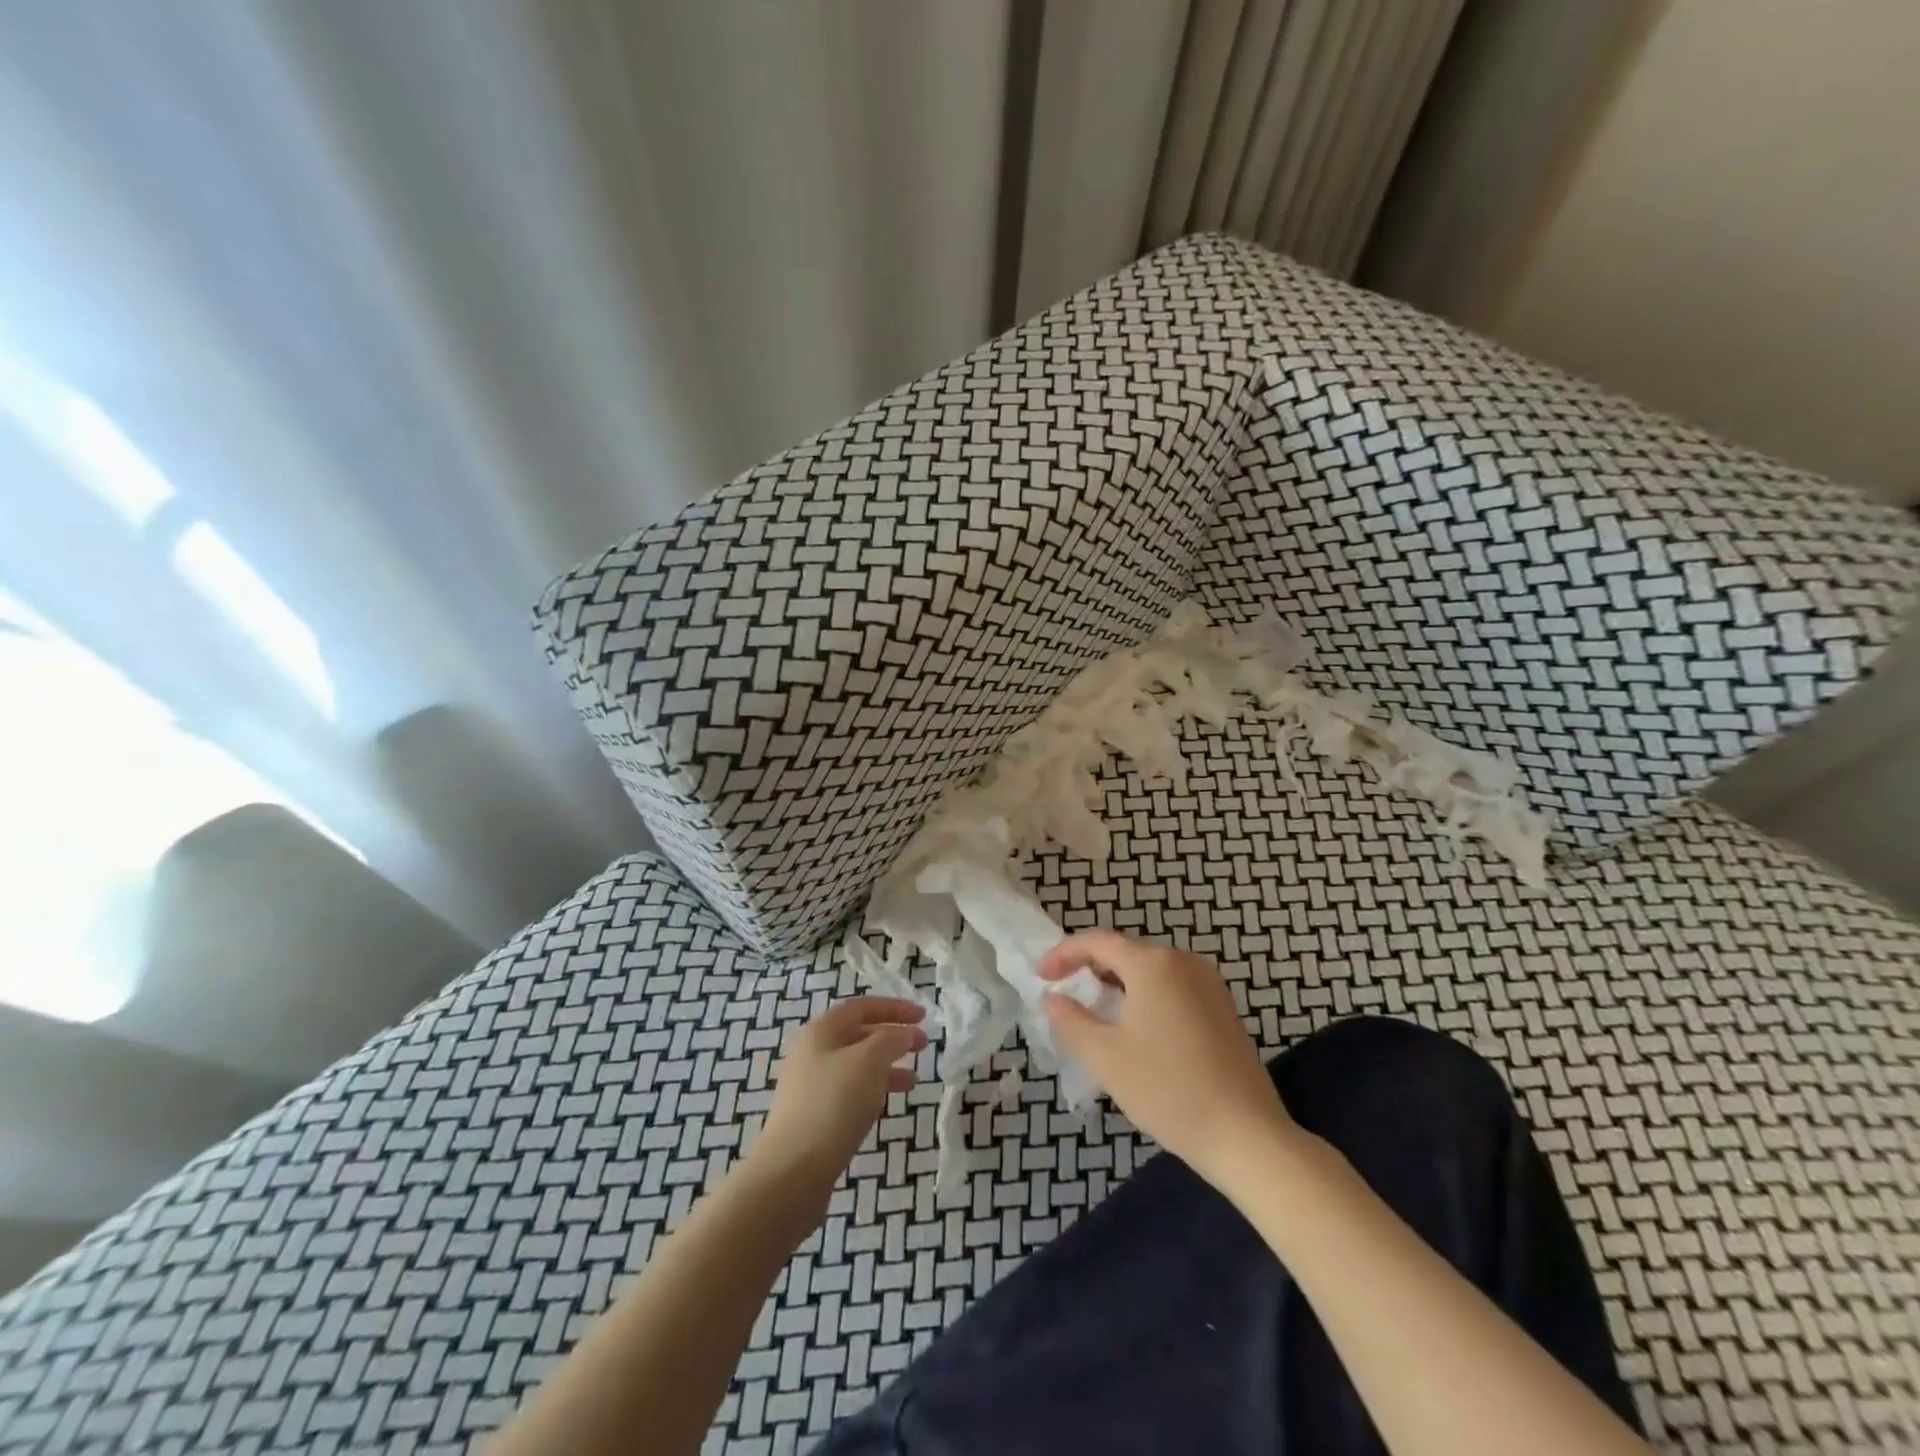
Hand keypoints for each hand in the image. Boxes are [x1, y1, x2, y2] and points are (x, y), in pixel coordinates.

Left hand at [756, 998, 926, 1191]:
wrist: (792, 1172)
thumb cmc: (833, 1104)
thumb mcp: (869, 1061)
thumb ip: (891, 1039)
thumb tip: (903, 1034)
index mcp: (821, 1031)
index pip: (862, 1007)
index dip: (895, 1008)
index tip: (923, 1016)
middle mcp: (812, 1053)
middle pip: (858, 1035)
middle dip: (893, 1037)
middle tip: (923, 1046)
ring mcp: (810, 1087)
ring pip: (856, 1066)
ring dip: (886, 1067)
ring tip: (913, 1081)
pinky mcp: (813, 1117)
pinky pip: (849, 1092)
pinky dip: (872, 1091)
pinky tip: (886, 1105)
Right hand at [1039, 930, 1294, 1185]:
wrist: (1247, 1136)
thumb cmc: (1168, 1090)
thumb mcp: (1106, 1057)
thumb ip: (1071, 1021)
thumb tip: (1053, 999)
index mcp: (1153, 964)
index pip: (1097, 942)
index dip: (1063, 954)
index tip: (1041, 977)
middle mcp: (1183, 962)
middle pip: (1125, 953)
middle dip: (1091, 970)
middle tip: (1066, 996)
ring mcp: (1209, 984)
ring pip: (1150, 971)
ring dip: (1118, 985)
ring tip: (1096, 1015)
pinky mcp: (1223, 1009)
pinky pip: (1172, 988)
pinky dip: (1145, 998)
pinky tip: (1137, 1031)